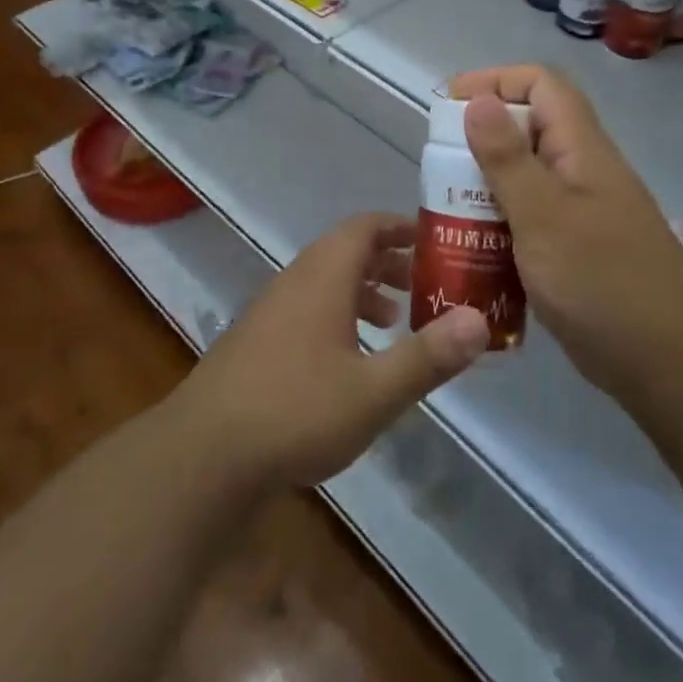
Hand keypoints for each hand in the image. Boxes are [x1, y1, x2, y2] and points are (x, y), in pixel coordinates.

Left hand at [171, 213, 489, 492]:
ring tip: (394, 322)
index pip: (364, 226)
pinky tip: (350, 361)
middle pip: (346, 251)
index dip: (400, 226)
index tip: (434, 241)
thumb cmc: (296, 411)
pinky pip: (308, 309)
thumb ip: (428, 356)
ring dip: (363, 291)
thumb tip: (479, 320)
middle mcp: (295, 281)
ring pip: (326, 282)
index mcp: (322, 276)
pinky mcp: (257, 342)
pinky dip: (338, 316)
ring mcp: (270, 311)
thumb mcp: (374, 391)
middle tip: (425, 284)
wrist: (203, 455)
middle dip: (388, 262)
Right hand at [450, 65, 682, 399]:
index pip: (541, 85)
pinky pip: (528, 219)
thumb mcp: (544, 216)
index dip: (495, 81)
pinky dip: (498, 223)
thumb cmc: (603, 282)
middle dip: (480, 138)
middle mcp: (581, 171)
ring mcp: (580, 213)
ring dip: (484, 184)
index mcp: (581, 149)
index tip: (448, 105)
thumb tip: (478, 101)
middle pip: (529, 129)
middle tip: (438, 167)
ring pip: (525, 177)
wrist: (669, 363)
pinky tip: (471, 248)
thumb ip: (508, 158)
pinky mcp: (574, 250)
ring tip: (444, 208)